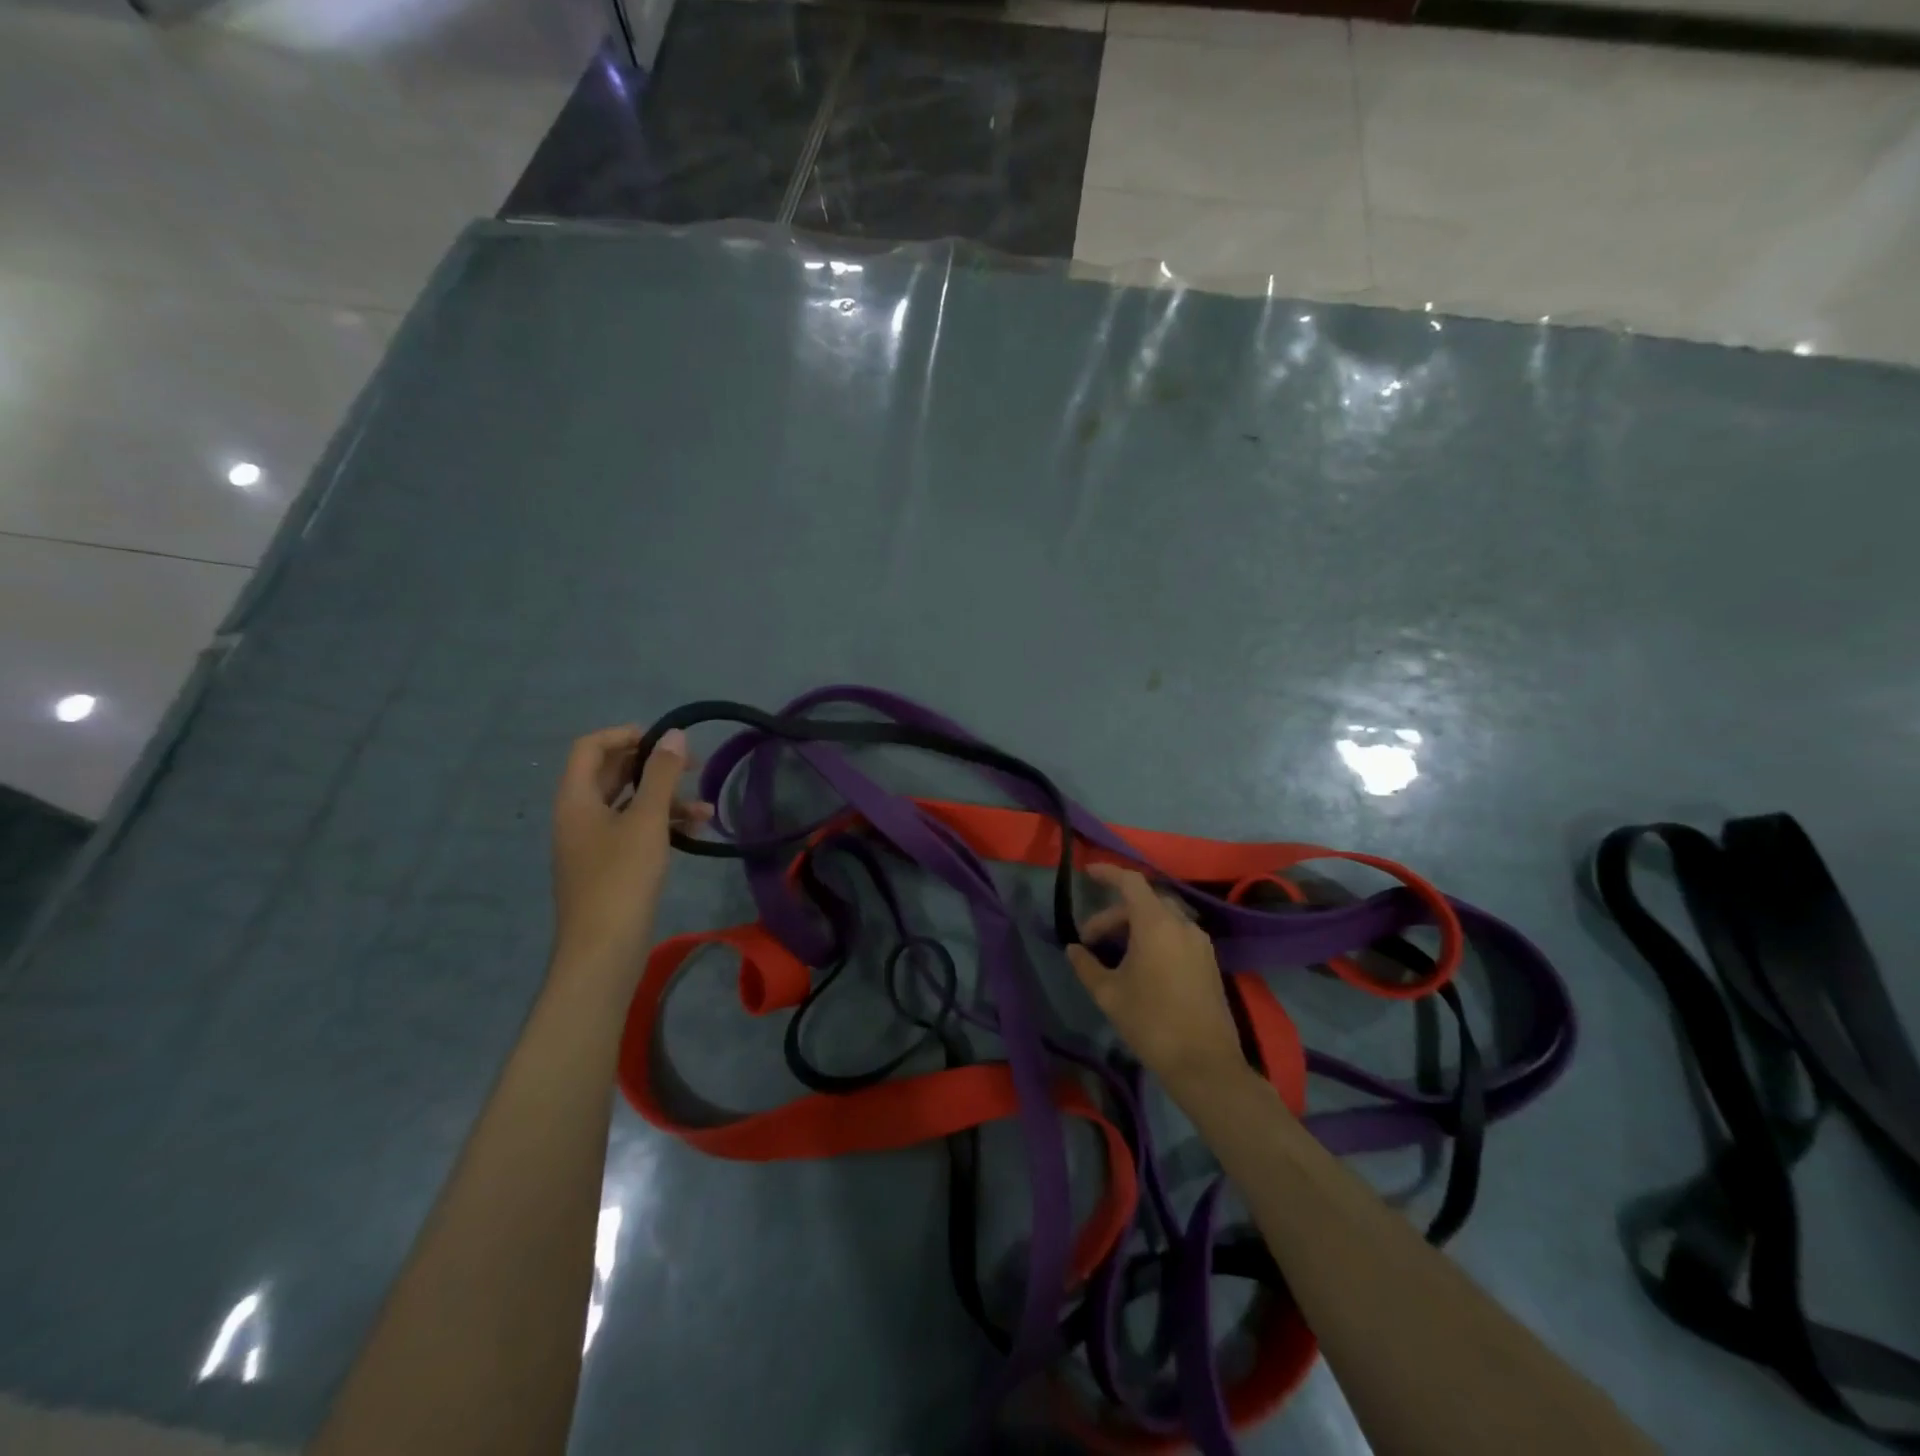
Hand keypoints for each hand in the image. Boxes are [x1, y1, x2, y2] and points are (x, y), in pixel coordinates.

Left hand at [550, 726, 710, 979]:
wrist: (603, 950)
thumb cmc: (622, 878)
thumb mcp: (648, 820)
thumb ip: (661, 774)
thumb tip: (673, 734)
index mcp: (576, 799)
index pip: (591, 747)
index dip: (626, 735)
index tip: (666, 741)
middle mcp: (578, 815)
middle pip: (612, 774)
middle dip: (653, 767)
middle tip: (694, 767)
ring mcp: (591, 843)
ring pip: (628, 804)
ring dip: (665, 799)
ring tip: (705, 808)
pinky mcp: (608, 866)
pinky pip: (633, 830)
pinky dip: (661, 824)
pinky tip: (694, 832)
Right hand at [1066, 863, 1247, 1094]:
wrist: (1204, 1064)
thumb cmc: (1151, 1022)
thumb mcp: (1108, 994)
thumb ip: (1087, 965)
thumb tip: (1074, 949)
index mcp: (1157, 924)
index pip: (1131, 882)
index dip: (1108, 873)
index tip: (1087, 873)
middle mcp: (1182, 924)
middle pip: (1145, 901)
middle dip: (1115, 912)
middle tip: (1091, 938)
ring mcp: (1200, 943)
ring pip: (1163, 917)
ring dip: (1136, 924)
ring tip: (1114, 950)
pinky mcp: (1209, 961)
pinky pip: (1177, 933)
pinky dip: (1155, 935)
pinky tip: (1140, 962)